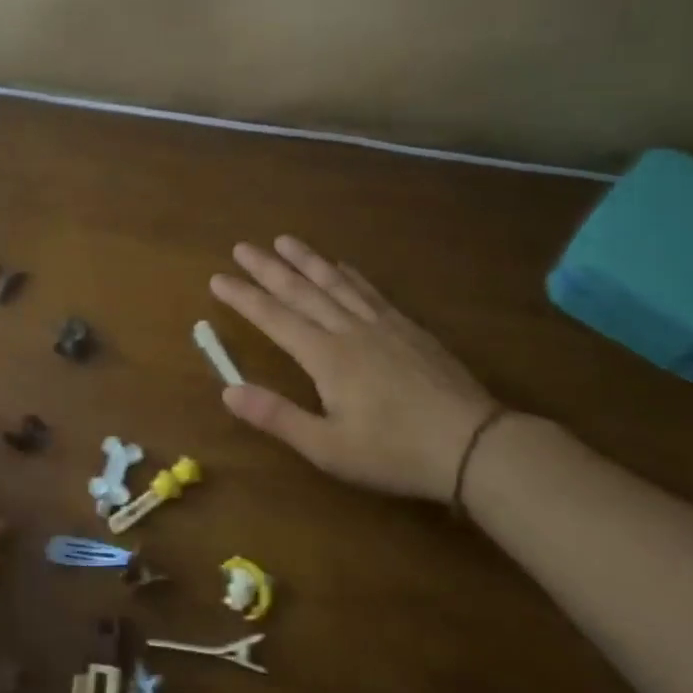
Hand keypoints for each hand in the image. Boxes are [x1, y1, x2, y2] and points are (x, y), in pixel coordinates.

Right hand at [211, 236, 499, 501]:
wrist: (474, 445)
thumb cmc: (395, 451)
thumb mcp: (328, 447)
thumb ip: (277, 416)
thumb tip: (227, 390)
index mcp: (325, 357)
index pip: (274, 318)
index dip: (244, 297)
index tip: (218, 278)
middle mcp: (349, 330)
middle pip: (301, 291)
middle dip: (268, 268)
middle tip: (242, 247)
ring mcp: (382, 326)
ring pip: (335, 283)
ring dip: (306, 260)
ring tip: (284, 240)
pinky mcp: (409, 330)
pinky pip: (370, 292)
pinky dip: (350, 275)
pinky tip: (342, 266)